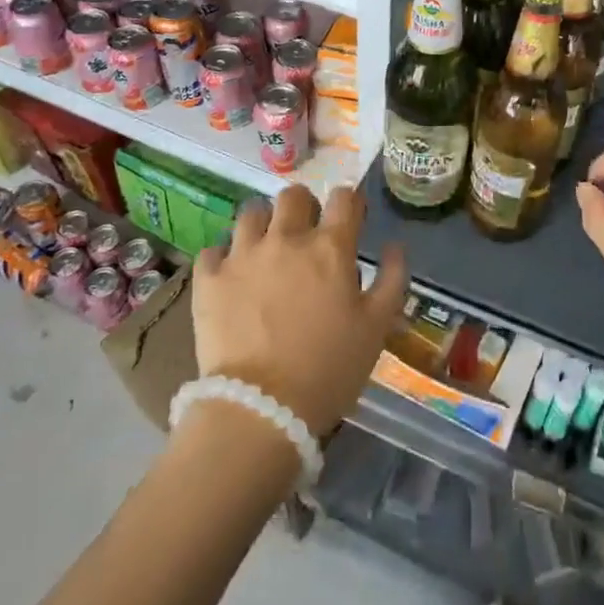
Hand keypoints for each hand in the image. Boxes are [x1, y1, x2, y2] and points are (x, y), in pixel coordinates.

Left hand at [192, 185, 408, 436]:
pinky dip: (224, 259)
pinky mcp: (209, 278)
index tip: (350, 219)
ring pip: (251, 212)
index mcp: (330, 248)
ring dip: (263, 224)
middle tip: (306, 233)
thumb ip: (391, 280)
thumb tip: (394, 246)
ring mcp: (243, 255)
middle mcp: (286, 239)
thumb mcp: (376, 328)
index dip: (350, 203)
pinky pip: (214, 250)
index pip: (344, 198)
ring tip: (265, 249)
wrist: (261, 410)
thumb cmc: (329, 369)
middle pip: (294, 195)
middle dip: (304, 207)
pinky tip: (231, 277)